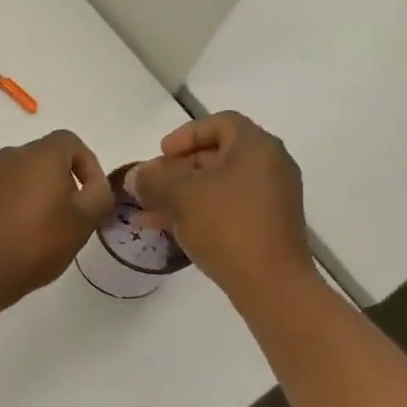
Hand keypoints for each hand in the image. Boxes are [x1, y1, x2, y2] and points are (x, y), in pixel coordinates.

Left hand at [0, 131, 115, 312]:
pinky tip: (18, 236)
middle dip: (64, 182)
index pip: (71, 142)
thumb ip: (100, 195)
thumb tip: (96, 185)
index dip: (89, 165)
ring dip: (39, 195)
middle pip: (46, 158)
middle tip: (72, 216)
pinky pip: (3, 192)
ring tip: (45, 230)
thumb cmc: (36, 241)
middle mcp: (11, 155)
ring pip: (23, 176)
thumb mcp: (83, 221)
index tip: (93, 196)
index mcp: (40, 154)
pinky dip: (16, 206)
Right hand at [127, 112, 311, 305]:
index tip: (161, 154)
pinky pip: (226, 207)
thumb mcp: (180, 195)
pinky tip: (164, 228)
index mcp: (256, 148)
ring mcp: (270, 198)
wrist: (271, 284)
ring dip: (181, 193)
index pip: (220, 123)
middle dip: (176, 169)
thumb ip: (152, 179)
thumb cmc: (226, 225)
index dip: (185, 135)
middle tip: (150, 184)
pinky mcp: (266, 225)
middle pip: (216, 155)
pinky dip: (197, 211)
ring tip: (148, 210)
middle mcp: (269, 166)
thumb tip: (135, 175)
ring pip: (217, 185)